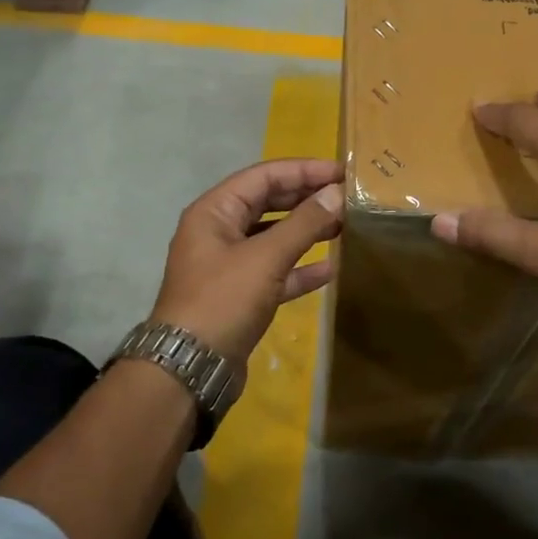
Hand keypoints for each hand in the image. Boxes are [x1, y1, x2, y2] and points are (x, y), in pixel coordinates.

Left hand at [151, 158, 344, 361]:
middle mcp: (218, 232)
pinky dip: (299, 269)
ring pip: (273, 237)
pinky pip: (274, 272)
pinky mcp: (240, 295)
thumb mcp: (265, 258)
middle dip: (306, 198)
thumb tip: (336, 193)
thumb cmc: (223, 301)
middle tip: (347, 197)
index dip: (303, 171)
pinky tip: (330, 269)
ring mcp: (228, 265)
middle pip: (268, 203)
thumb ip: (303, 224)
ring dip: (306, 231)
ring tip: (344, 225)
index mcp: (214, 212)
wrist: (190, 367)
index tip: (342, 173)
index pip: (263, 176)